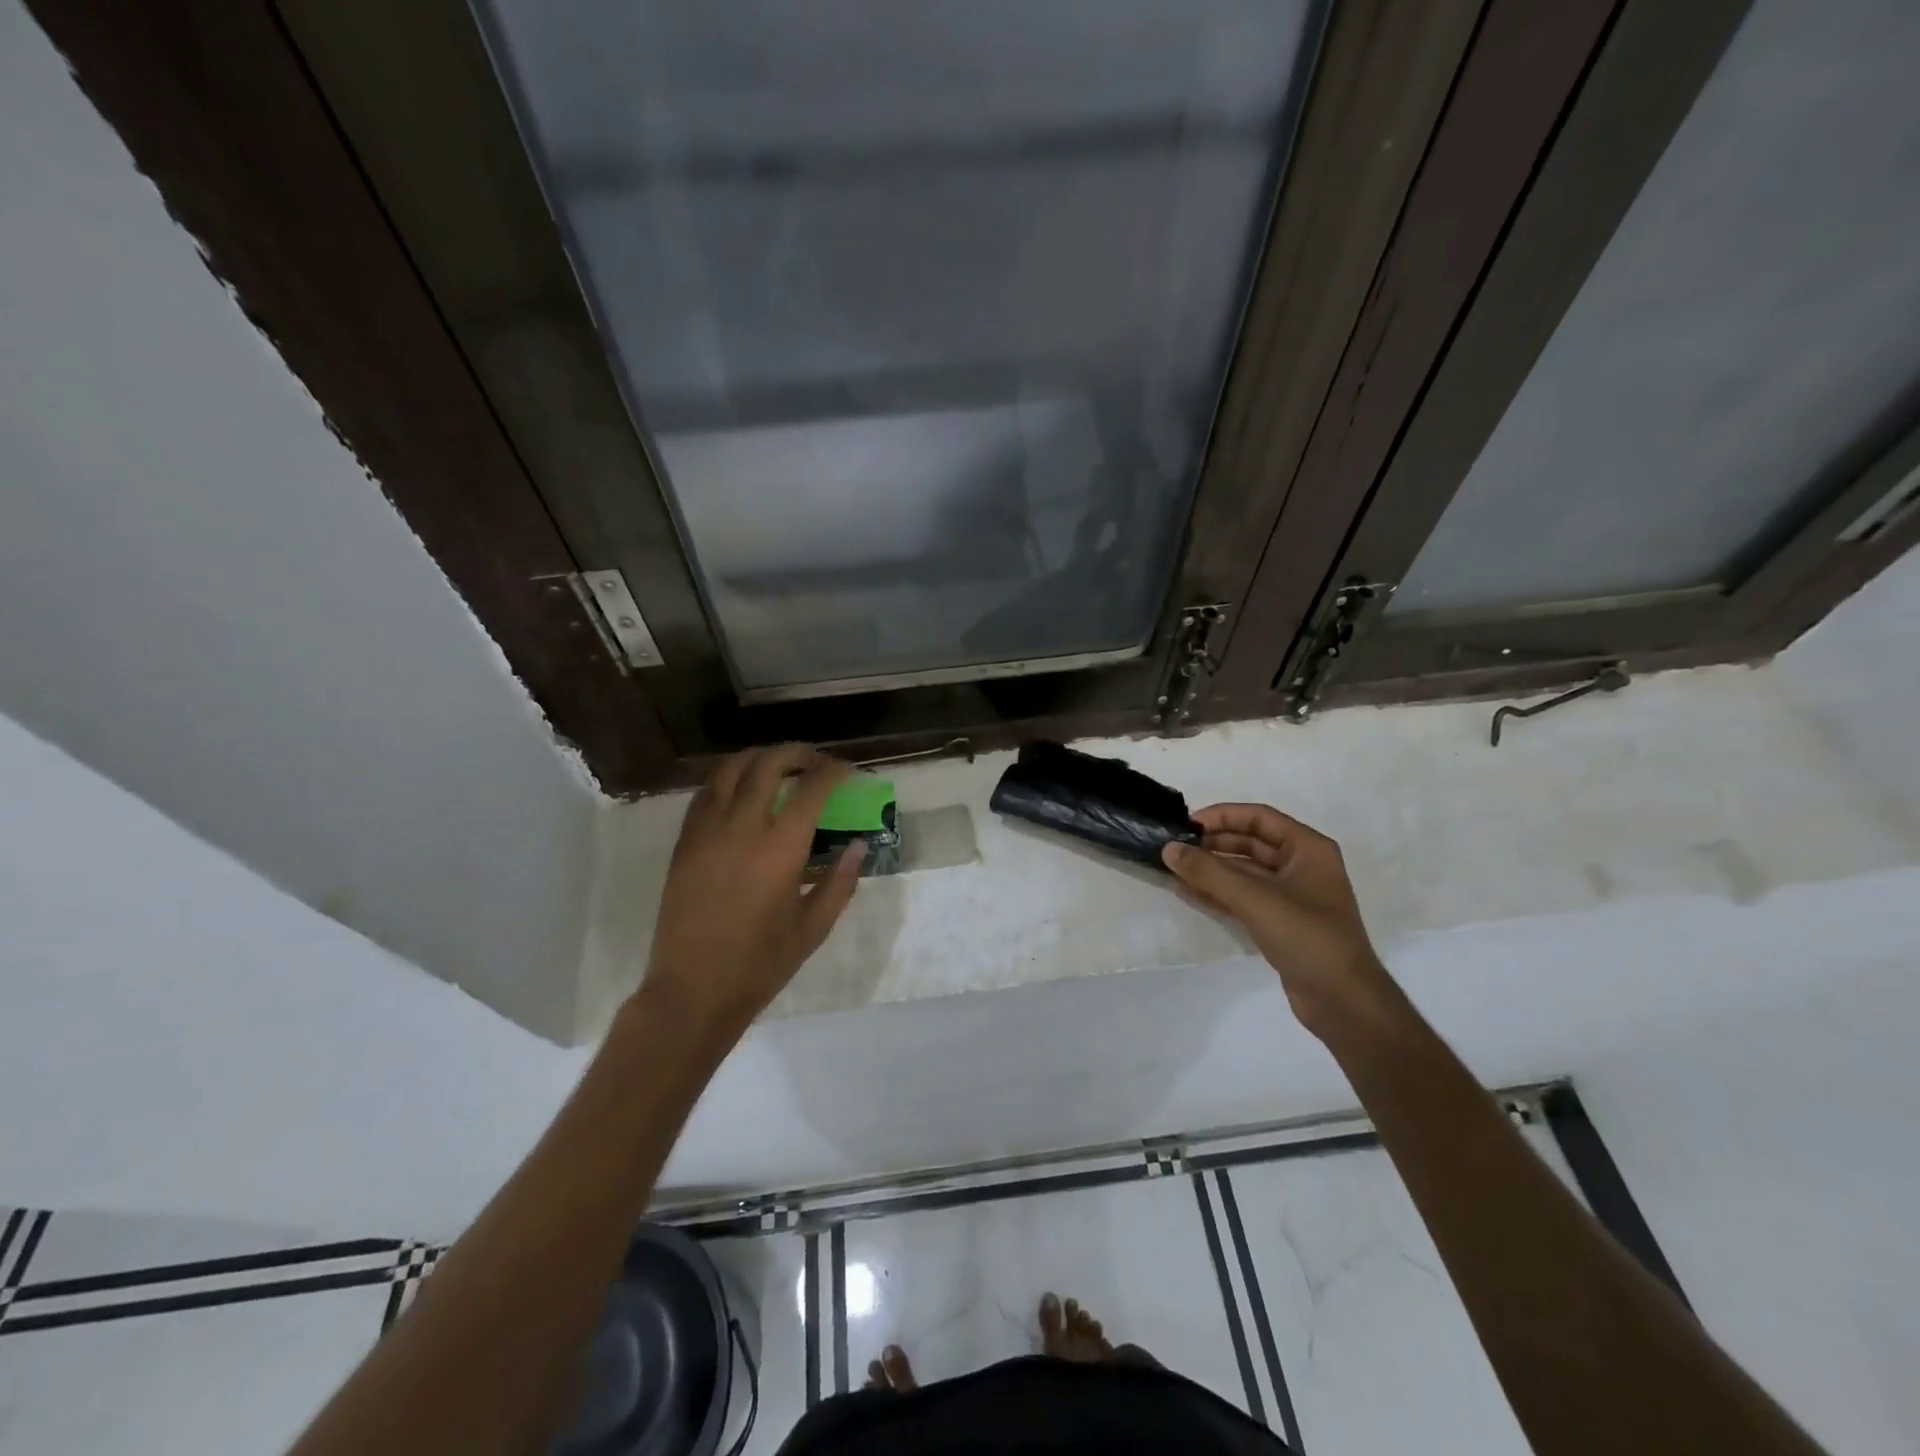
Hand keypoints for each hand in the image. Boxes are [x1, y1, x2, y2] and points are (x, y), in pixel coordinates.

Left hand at [642, 745, 863, 1042]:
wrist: (692, 991)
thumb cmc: (760, 964)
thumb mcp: (813, 928)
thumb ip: (840, 881)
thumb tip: (858, 845)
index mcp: (780, 848)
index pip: (813, 787)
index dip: (835, 771)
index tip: (848, 771)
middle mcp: (742, 827)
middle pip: (768, 763)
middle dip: (798, 753)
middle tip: (816, 762)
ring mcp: (707, 831)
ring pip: (730, 769)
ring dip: (759, 758)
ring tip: (778, 766)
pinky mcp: (684, 843)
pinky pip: (705, 794)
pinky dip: (727, 780)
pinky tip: (740, 792)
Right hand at [1163, 804, 1398, 1041]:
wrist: (1343, 1002)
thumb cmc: (1307, 938)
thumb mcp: (1256, 899)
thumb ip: (1210, 872)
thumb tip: (1169, 849)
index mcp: (1308, 849)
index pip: (1259, 817)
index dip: (1222, 816)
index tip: (1187, 825)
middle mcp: (1301, 866)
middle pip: (1250, 843)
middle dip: (1212, 844)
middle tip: (1175, 848)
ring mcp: (1290, 896)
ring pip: (1243, 871)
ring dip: (1211, 869)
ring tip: (1174, 869)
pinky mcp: (1279, 921)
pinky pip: (1243, 897)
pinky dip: (1217, 892)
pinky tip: (1187, 891)